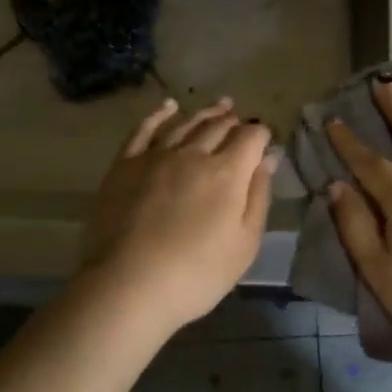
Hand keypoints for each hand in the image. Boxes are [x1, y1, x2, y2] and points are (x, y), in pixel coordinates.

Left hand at [79, 97, 275, 334]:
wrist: (128, 286)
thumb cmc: (197, 274)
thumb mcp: (245, 244)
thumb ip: (258, 196)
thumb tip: (267, 159)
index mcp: (227, 172)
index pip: (252, 137)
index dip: (262, 135)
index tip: (265, 141)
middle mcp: (193, 153)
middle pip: (219, 126)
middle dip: (235, 121)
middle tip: (241, 118)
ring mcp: (156, 155)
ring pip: (186, 123)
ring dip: (205, 113)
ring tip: (219, 106)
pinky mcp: (125, 164)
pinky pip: (144, 129)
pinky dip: (159, 114)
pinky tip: (169, 107)